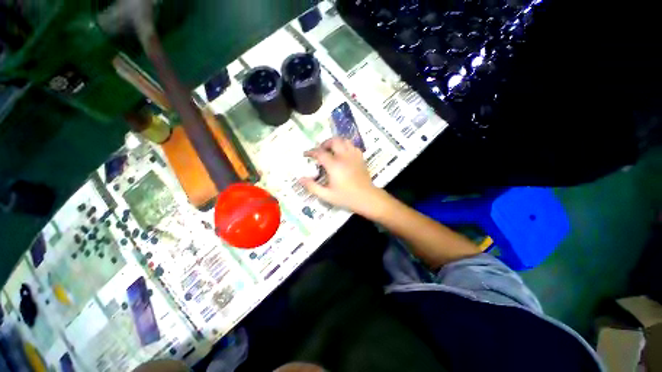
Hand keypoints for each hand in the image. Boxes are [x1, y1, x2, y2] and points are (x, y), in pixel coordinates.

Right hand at [300, 137, 385, 215]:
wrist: (367, 198)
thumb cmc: (346, 197)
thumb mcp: (327, 195)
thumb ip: (312, 187)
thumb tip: (300, 179)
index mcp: (334, 165)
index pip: (320, 153)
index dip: (311, 152)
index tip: (306, 154)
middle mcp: (344, 157)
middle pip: (334, 141)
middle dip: (324, 143)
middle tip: (320, 150)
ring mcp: (354, 156)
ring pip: (345, 141)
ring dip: (336, 142)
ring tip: (331, 150)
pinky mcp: (360, 158)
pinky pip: (352, 146)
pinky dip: (346, 146)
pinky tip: (343, 154)